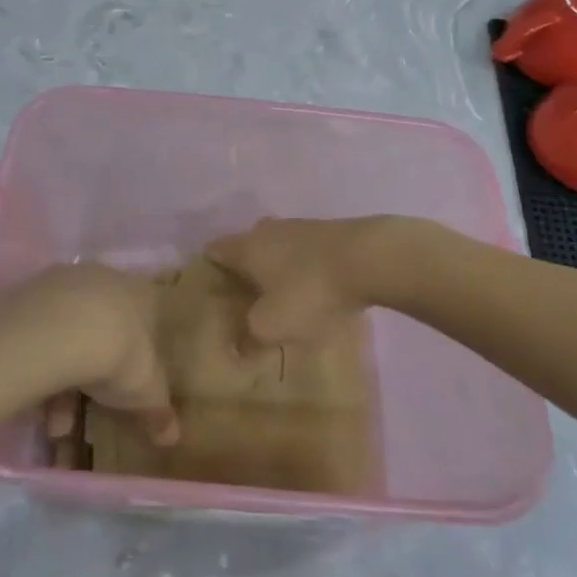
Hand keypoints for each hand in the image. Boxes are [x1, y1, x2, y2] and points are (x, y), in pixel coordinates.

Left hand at [9, 264, 179, 446]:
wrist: (60, 331)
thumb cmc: (119, 352)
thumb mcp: (146, 391)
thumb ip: (159, 411)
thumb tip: (173, 437)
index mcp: (139, 292)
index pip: (147, 314)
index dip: (140, 347)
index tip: (133, 376)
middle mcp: (102, 280)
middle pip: (103, 327)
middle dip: (96, 374)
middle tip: (92, 408)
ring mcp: (62, 285)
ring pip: (68, 337)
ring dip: (64, 383)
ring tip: (57, 427)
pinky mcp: (27, 297)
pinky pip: (39, 338)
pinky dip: (40, 371)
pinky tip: (35, 406)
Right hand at [204, 217, 395, 346]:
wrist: (369, 258)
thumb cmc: (308, 290)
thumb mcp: (272, 326)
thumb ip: (249, 338)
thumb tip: (236, 348)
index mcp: (246, 246)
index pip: (214, 251)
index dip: (208, 270)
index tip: (208, 294)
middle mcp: (267, 230)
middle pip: (246, 247)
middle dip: (243, 270)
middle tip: (244, 300)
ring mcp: (301, 227)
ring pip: (277, 248)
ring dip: (276, 269)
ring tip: (280, 298)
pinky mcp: (331, 233)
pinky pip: (305, 253)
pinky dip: (302, 269)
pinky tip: (313, 290)